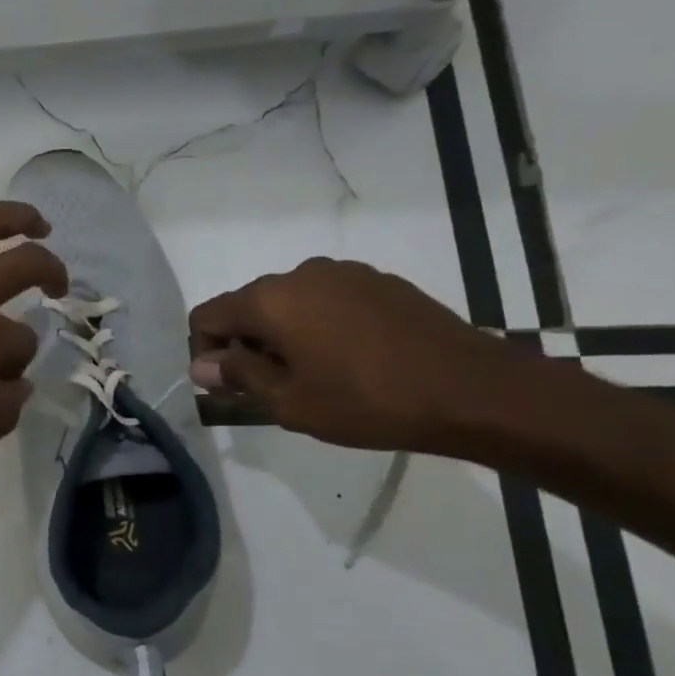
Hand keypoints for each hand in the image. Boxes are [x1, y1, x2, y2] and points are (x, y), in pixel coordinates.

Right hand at [189, 257, 514, 451]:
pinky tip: (348, 360)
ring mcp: (344, 273)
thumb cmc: (368, 401)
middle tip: (268, 389)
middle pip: (248, 306)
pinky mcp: (379, 282)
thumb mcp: (290, 402)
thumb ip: (238, 376)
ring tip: (312, 376)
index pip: (208, 315)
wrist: (472, 390)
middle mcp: (301, 274)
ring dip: (283, 336)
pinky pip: (327, 300)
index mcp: (271, 299)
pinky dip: (319, 326)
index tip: (227, 387)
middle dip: (245, 345)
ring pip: (289, 303)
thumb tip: (202, 365)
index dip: (205, 352)